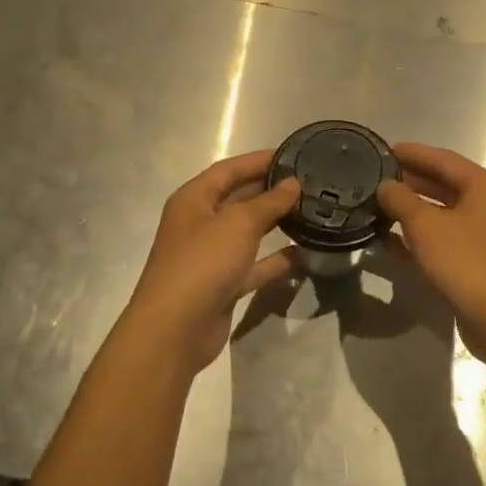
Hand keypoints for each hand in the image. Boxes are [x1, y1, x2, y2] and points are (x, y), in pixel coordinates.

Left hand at [117, 151, 300, 377]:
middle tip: (309, 183)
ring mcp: (211, 256)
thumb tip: (293, 184)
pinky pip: (254, 265)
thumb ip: (269, 202)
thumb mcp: (238, 224)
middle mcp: (200, 223)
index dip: (258, 160)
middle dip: (270, 190)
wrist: (174, 330)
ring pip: (248, 232)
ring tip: (310, 211)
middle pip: (238, 198)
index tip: (293, 154)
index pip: (228, 169)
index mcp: (194, 199)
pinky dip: (275, 259)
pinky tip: (303, 253)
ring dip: (275, 223)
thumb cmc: (202, 263)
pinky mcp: (223, 285)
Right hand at [376, 142, 485, 363]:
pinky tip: (396, 243)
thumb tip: (386, 186)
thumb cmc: (467, 263)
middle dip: (412, 181)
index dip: (413, 153)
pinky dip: (425, 237)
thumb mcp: (426, 227)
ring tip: (382, 207)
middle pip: (447, 185)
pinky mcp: (484, 263)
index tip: (384, 149)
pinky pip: (449, 239)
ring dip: (416, 211)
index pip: (444, 159)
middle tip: (378, 178)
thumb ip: (401, 201)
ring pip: (447, 214)